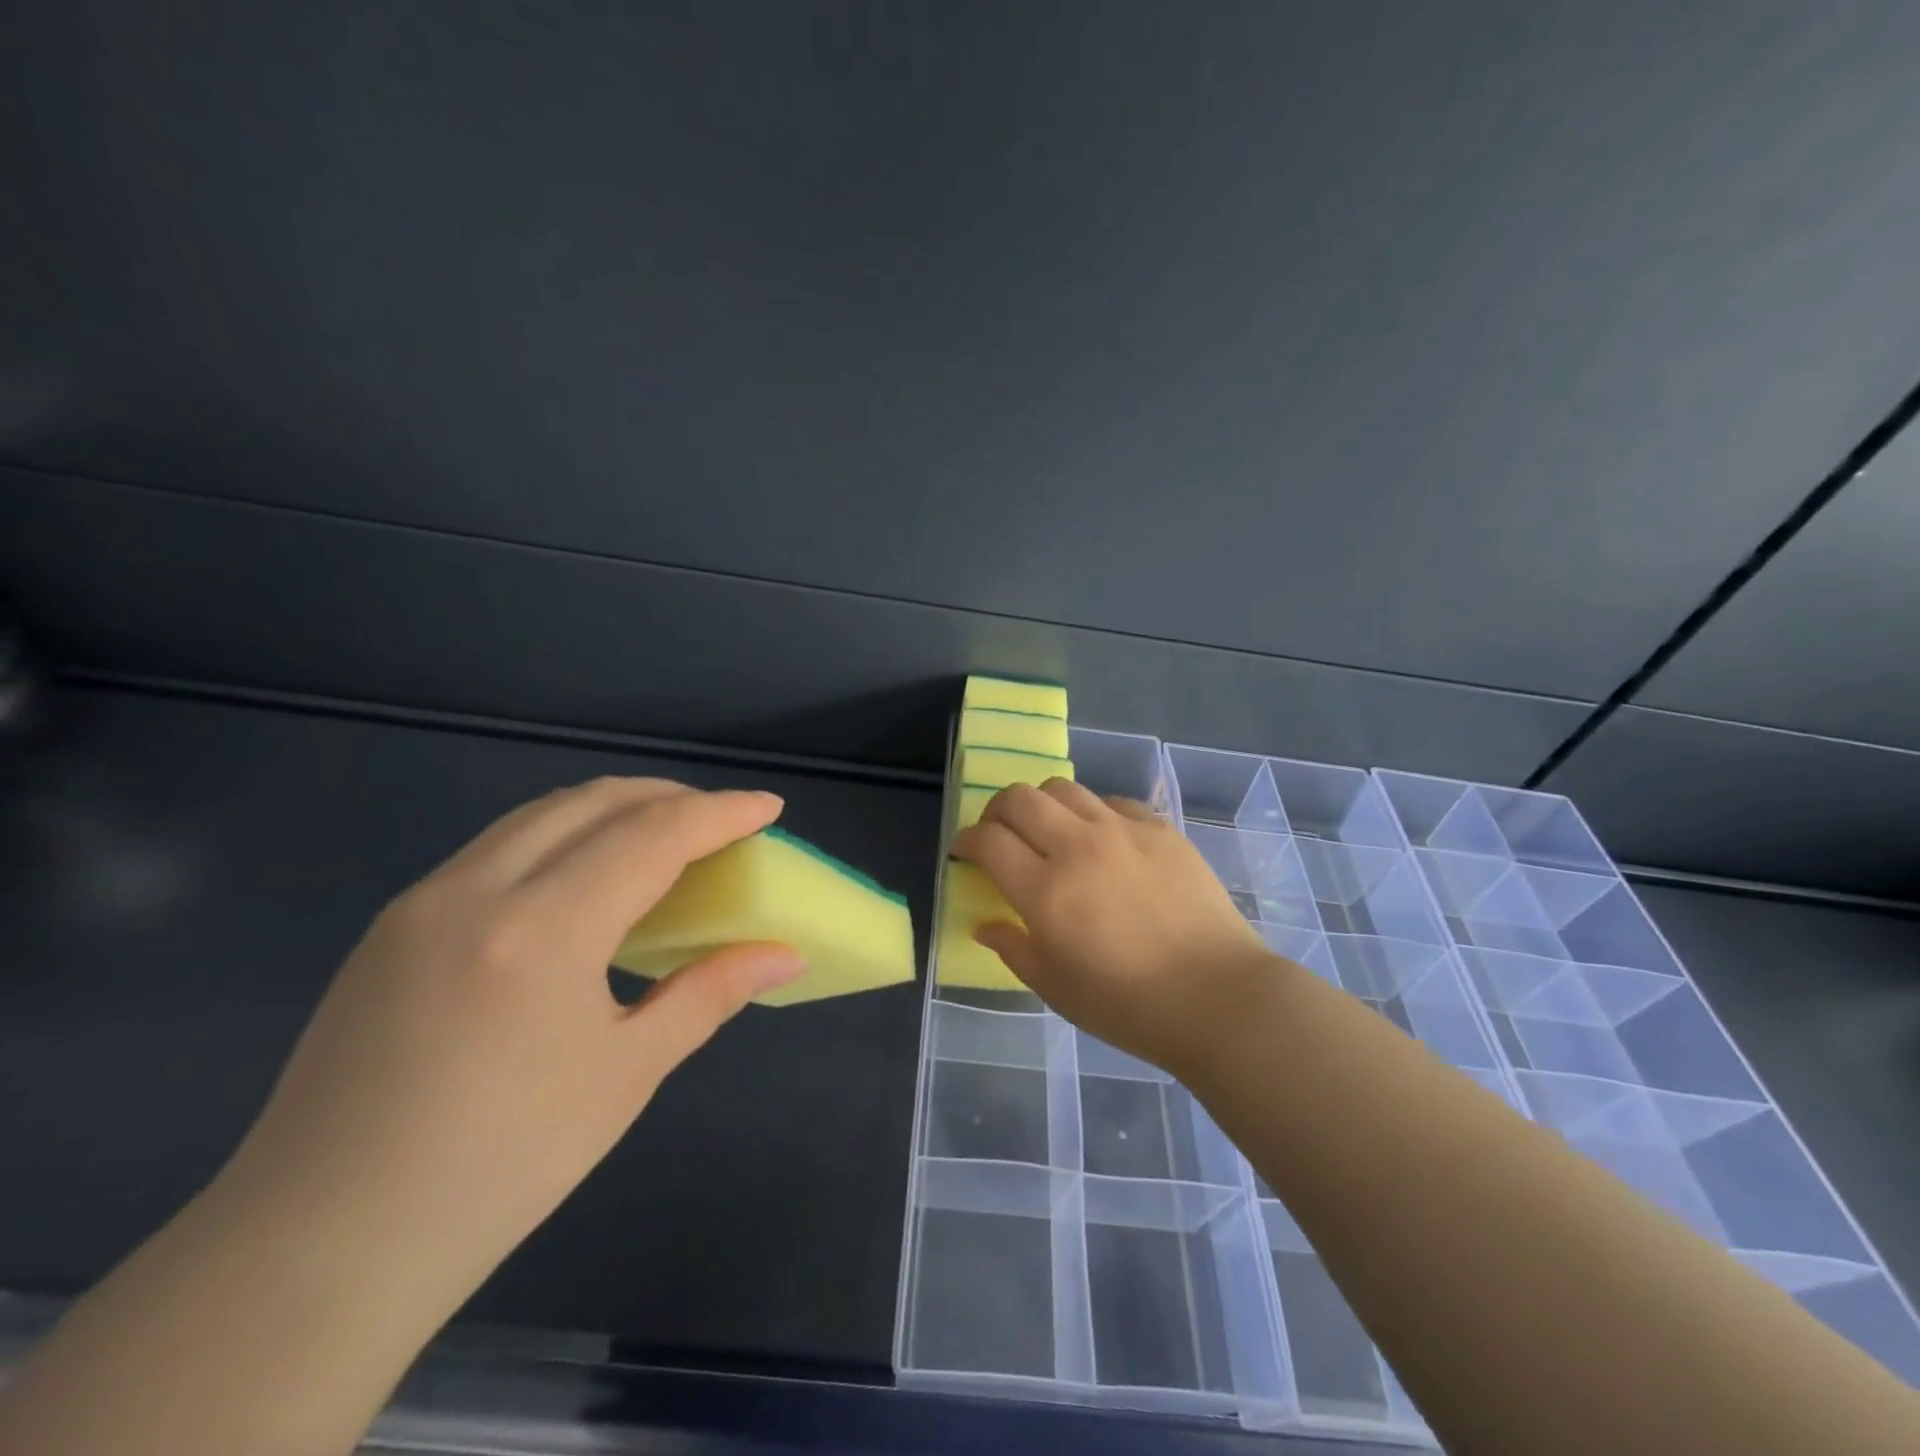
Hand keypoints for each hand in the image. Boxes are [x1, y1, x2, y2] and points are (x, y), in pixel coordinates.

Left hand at [221, 776, 804, 1286]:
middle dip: (669, 797)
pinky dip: (563, 836)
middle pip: (593, 801)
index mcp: (542, 930)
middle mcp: (475, 890)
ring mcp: (423, 900)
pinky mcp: (394, 923)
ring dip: (614, 809)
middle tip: (721, 822)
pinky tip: (585, 880)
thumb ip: (710, 993)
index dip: (720, 813)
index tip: (768, 807)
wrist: (320, 1248)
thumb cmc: (501, 1166)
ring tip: (663, 840)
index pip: (652, 835)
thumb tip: (785, 955)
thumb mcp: (627, 1073)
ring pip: (540, 814)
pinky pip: (498, 846)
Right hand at [952, 779, 1277, 1077]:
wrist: (1217, 996)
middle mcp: (1078, 846)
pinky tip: (1102, 840)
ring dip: (1042, 804)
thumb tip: (986, 924)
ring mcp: (1122, 831)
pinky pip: (1112, 802)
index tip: (965, 851)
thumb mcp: (1056, 989)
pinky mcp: (1160, 829)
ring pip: (1064, 788)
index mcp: (1045, 890)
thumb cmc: (1128, 1005)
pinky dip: (1093, 814)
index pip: (988, 841)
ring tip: (1049, 830)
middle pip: (1020, 798)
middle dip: (996, 810)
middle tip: (999, 833)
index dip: (967, 840)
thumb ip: (1014, 948)